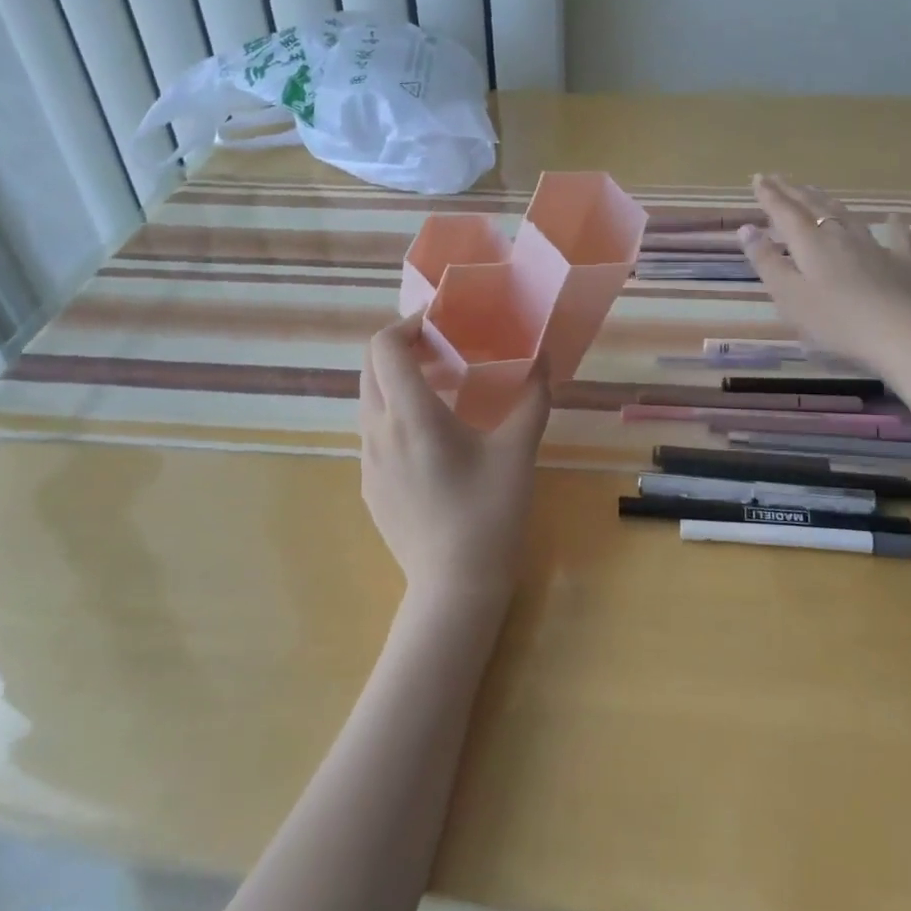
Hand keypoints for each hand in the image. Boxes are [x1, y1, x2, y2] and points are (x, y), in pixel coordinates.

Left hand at [358, 315, 551, 609]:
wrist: (454, 586)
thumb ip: (532, 399)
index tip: (439, 325)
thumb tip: (544, 361)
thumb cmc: (490, 513)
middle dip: (400, 348)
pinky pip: (372, 433)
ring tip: (437, 390)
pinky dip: (393, 414)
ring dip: (394, 381)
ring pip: (368, 400)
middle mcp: (378, 431)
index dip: (407, 324)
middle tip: (440, 350)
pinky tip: (429, 439)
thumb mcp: (518, 452)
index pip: (385, 347)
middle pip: (369, 367)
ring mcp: (367, 461)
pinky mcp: (368, 485)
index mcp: (411, 415)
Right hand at [738, 174, 910, 366]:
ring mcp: (874, 247)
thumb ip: (767, 261)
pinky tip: (894, 219)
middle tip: (779, 178)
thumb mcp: (788, 295)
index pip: (784, 211)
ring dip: (828, 201)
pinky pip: (897, 238)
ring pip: (847, 216)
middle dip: (793, 192)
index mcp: (810, 242)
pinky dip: (893, 226)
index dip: (769, 195)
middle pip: (814, 207)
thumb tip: (746, 229)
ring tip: (816, 191)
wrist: (901, 333)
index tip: (758, 178)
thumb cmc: (834, 319)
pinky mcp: (901, 264)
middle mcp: (840, 235)